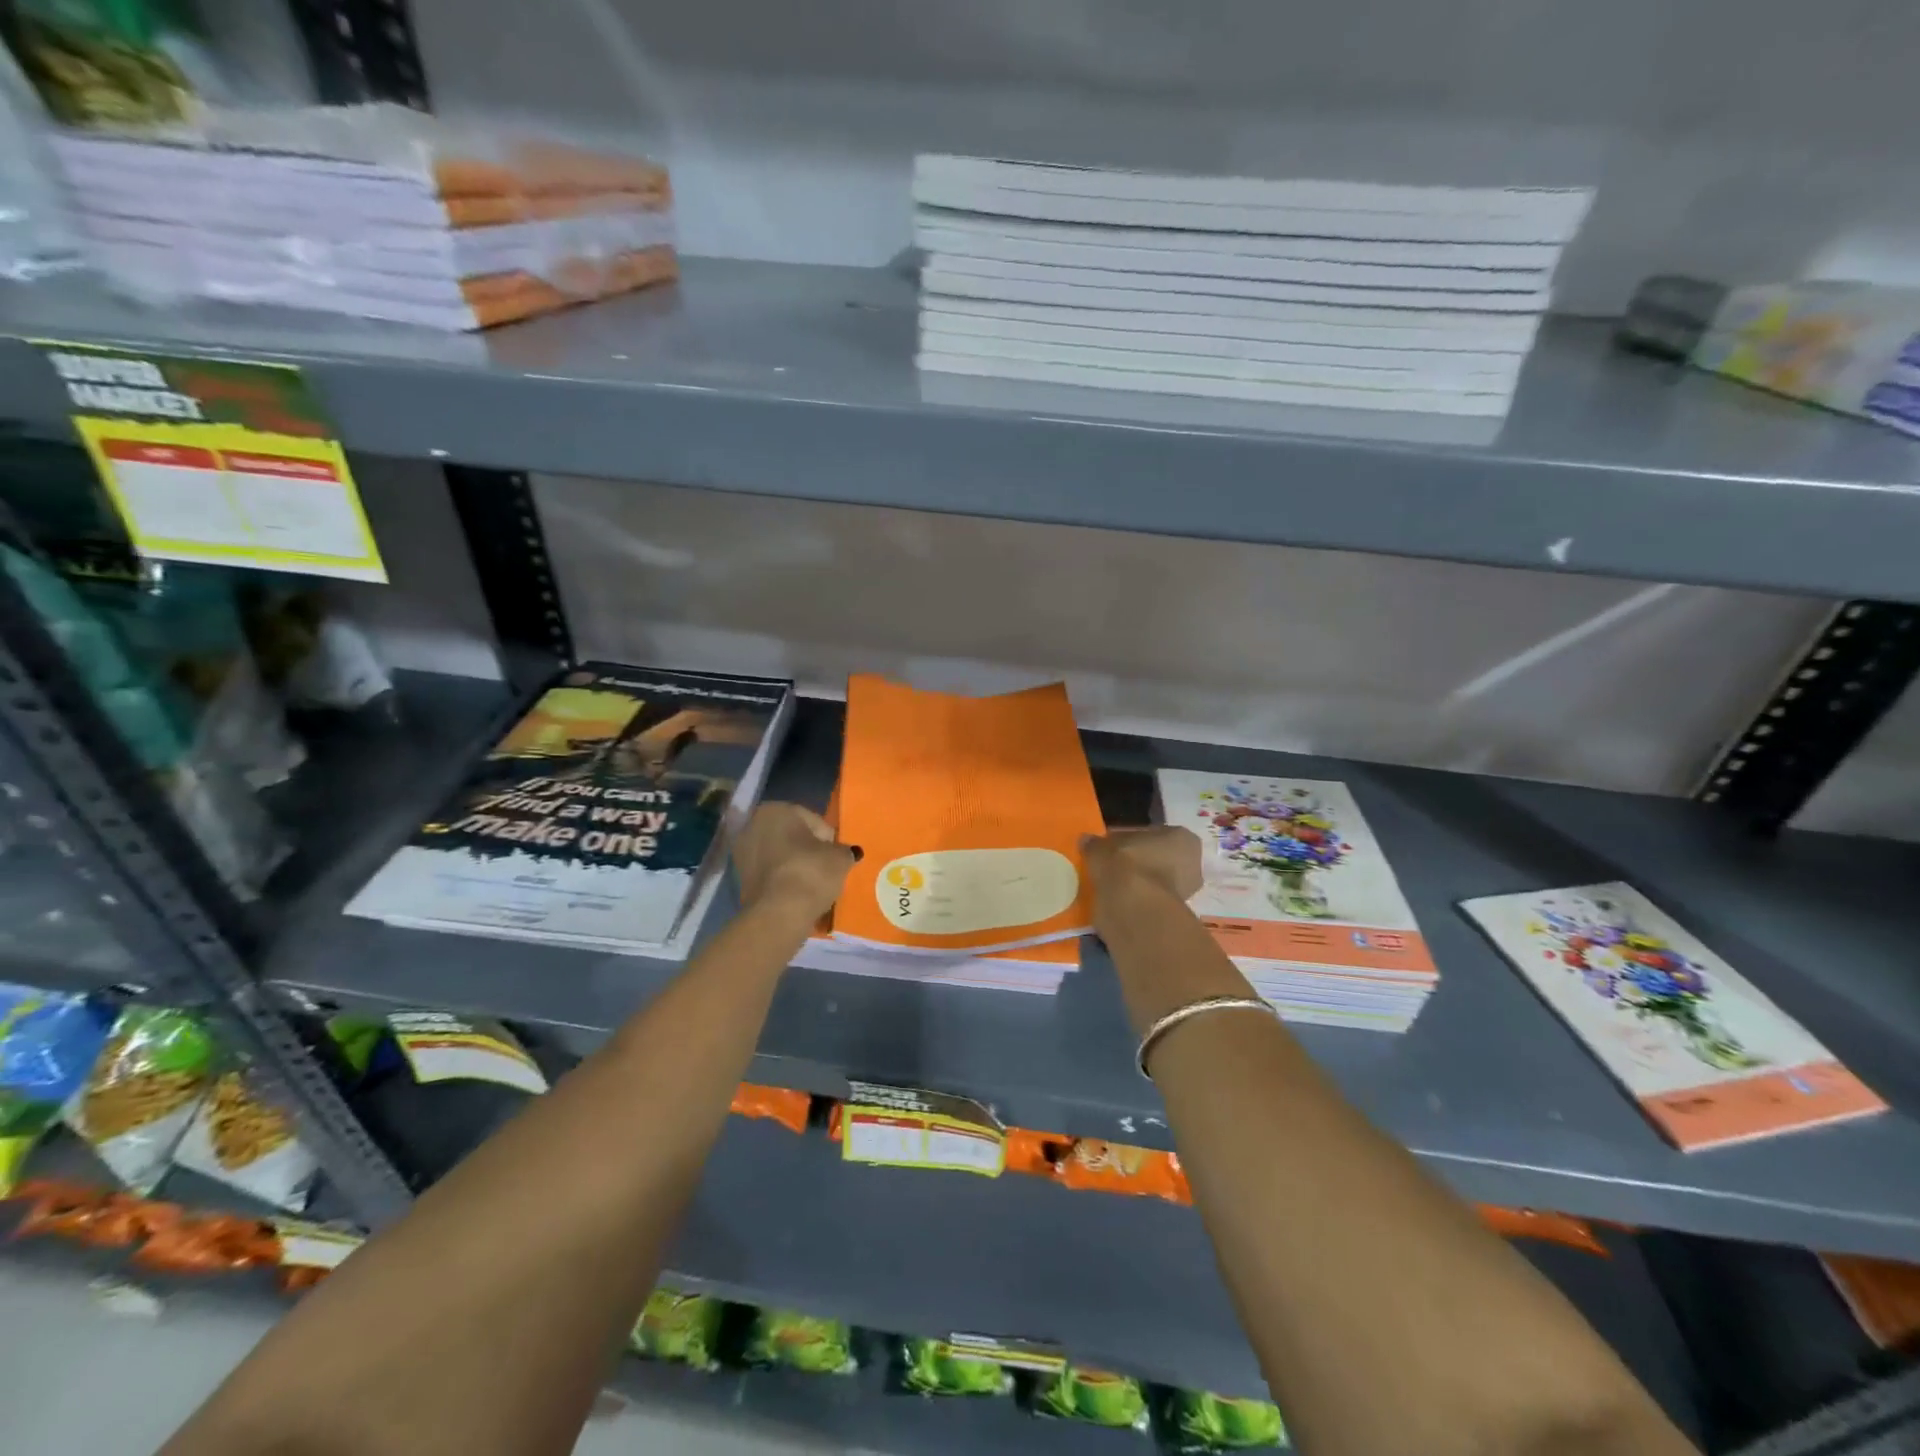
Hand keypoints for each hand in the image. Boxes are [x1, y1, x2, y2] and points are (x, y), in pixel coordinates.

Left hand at [732, 802, 857, 921]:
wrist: (779, 914)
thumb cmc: (810, 872)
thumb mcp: (840, 858)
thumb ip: (844, 851)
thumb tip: (847, 853)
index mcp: (775, 810)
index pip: (812, 820)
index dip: (828, 839)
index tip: (837, 856)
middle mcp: (752, 826)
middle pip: (792, 836)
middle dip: (808, 850)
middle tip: (826, 868)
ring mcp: (742, 854)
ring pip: (779, 856)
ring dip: (795, 866)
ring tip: (814, 884)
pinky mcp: (740, 881)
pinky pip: (771, 875)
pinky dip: (783, 881)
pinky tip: (798, 894)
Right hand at [1081, 826, 1202, 908]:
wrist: (1133, 907)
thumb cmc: (1125, 863)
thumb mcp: (1102, 847)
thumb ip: (1095, 843)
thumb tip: (1086, 841)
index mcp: (1183, 838)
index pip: (1154, 834)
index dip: (1131, 840)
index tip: (1113, 847)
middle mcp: (1192, 865)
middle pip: (1158, 859)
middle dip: (1138, 863)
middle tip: (1112, 866)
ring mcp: (1185, 894)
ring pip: (1154, 882)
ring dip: (1136, 884)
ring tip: (1109, 885)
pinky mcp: (1171, 917)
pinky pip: (1148, 902)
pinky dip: (1134, 901)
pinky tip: (1114, 901)